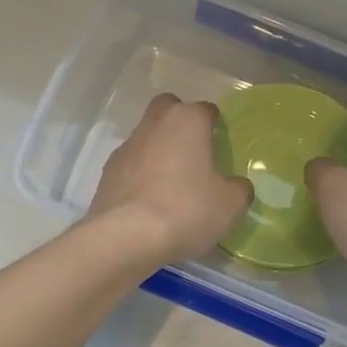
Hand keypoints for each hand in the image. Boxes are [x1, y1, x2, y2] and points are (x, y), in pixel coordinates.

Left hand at [88, 93, 253, 262]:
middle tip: (194, 152)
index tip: (221, 145)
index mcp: (187, 121)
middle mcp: (154, 124)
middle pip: (169, 109)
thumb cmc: (187, 209)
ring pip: (147, 136)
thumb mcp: (230, 205)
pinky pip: (131, 164)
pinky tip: (150, 200)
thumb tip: (237, 186)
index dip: (215, 125)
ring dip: (159, 150)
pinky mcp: (107, 171)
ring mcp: (127, 146)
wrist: (127, 237)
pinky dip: (141, 174)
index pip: (206, 110)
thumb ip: (238, 189)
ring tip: (172, 183)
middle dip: (180, 123)